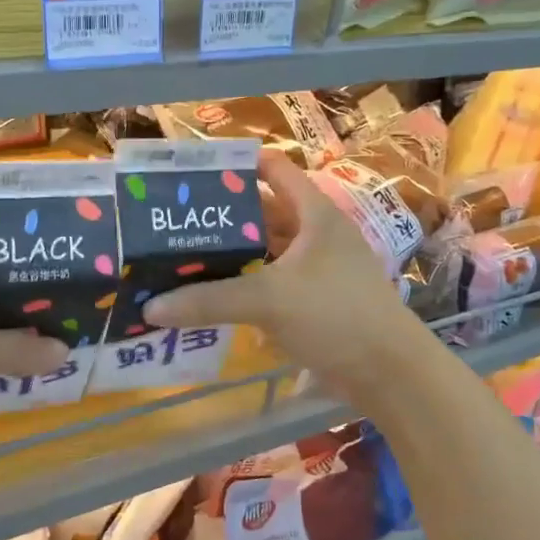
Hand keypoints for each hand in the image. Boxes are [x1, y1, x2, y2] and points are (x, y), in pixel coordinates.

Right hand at [141, 152, 432, 401]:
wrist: (389, 373)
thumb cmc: (336, 315)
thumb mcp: (269, 300)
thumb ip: (208, 300)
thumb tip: (150, 307)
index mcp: (315, 215)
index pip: (274, 170)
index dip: (238, 165)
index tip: (195, 172)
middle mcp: (316, 236)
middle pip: (264, 214)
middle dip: (224, 217)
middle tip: (178, 222)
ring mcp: (318, 270)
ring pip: (266, 252)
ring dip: (233, 256)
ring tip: (186, 257)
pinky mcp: (315, 302)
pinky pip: (272, 285)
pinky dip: (246, 287)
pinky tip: (212, 296)